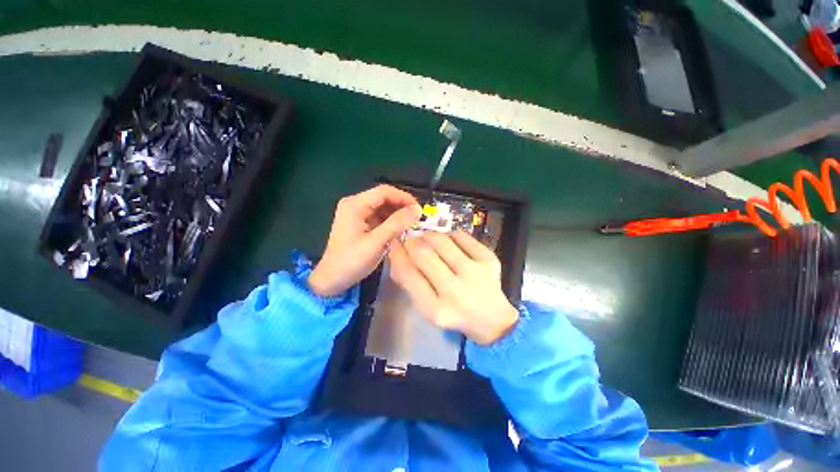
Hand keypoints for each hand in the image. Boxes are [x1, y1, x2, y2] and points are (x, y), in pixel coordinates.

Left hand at [308, 185, 421, 296]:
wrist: (332, 280)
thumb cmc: (351, 261)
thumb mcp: (376, 242)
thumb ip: (396, 224)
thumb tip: (417, 209)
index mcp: (354, 204)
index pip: (384, 191)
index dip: (403, 197)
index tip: (419, 209)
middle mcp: (354, 204)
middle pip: (383, 198)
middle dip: (401, 206)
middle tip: (417, 218)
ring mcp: (356, 214)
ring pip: (383, 207)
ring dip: (397, 214)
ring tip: (411, 225)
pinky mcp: (359, 223)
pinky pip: (379, 217)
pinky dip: (391, 222)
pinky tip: (399, 230)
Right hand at [388, 231, 518, 344]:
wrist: (493, 320)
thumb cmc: (454, 314)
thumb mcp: (427, 308)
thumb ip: (410, 284)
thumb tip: (397, 254)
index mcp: (436, 309)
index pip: (408, 273)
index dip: (397, 254)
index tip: (394, 243)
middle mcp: (455, 291)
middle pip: (423, 253)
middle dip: (411, 241)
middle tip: (410, 240)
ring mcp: (475, 273)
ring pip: (442, 241)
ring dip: (428, 235)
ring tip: (426, 238)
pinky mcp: (489, 260)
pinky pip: (461, 236)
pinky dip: (449, 235)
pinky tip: (448, 241)